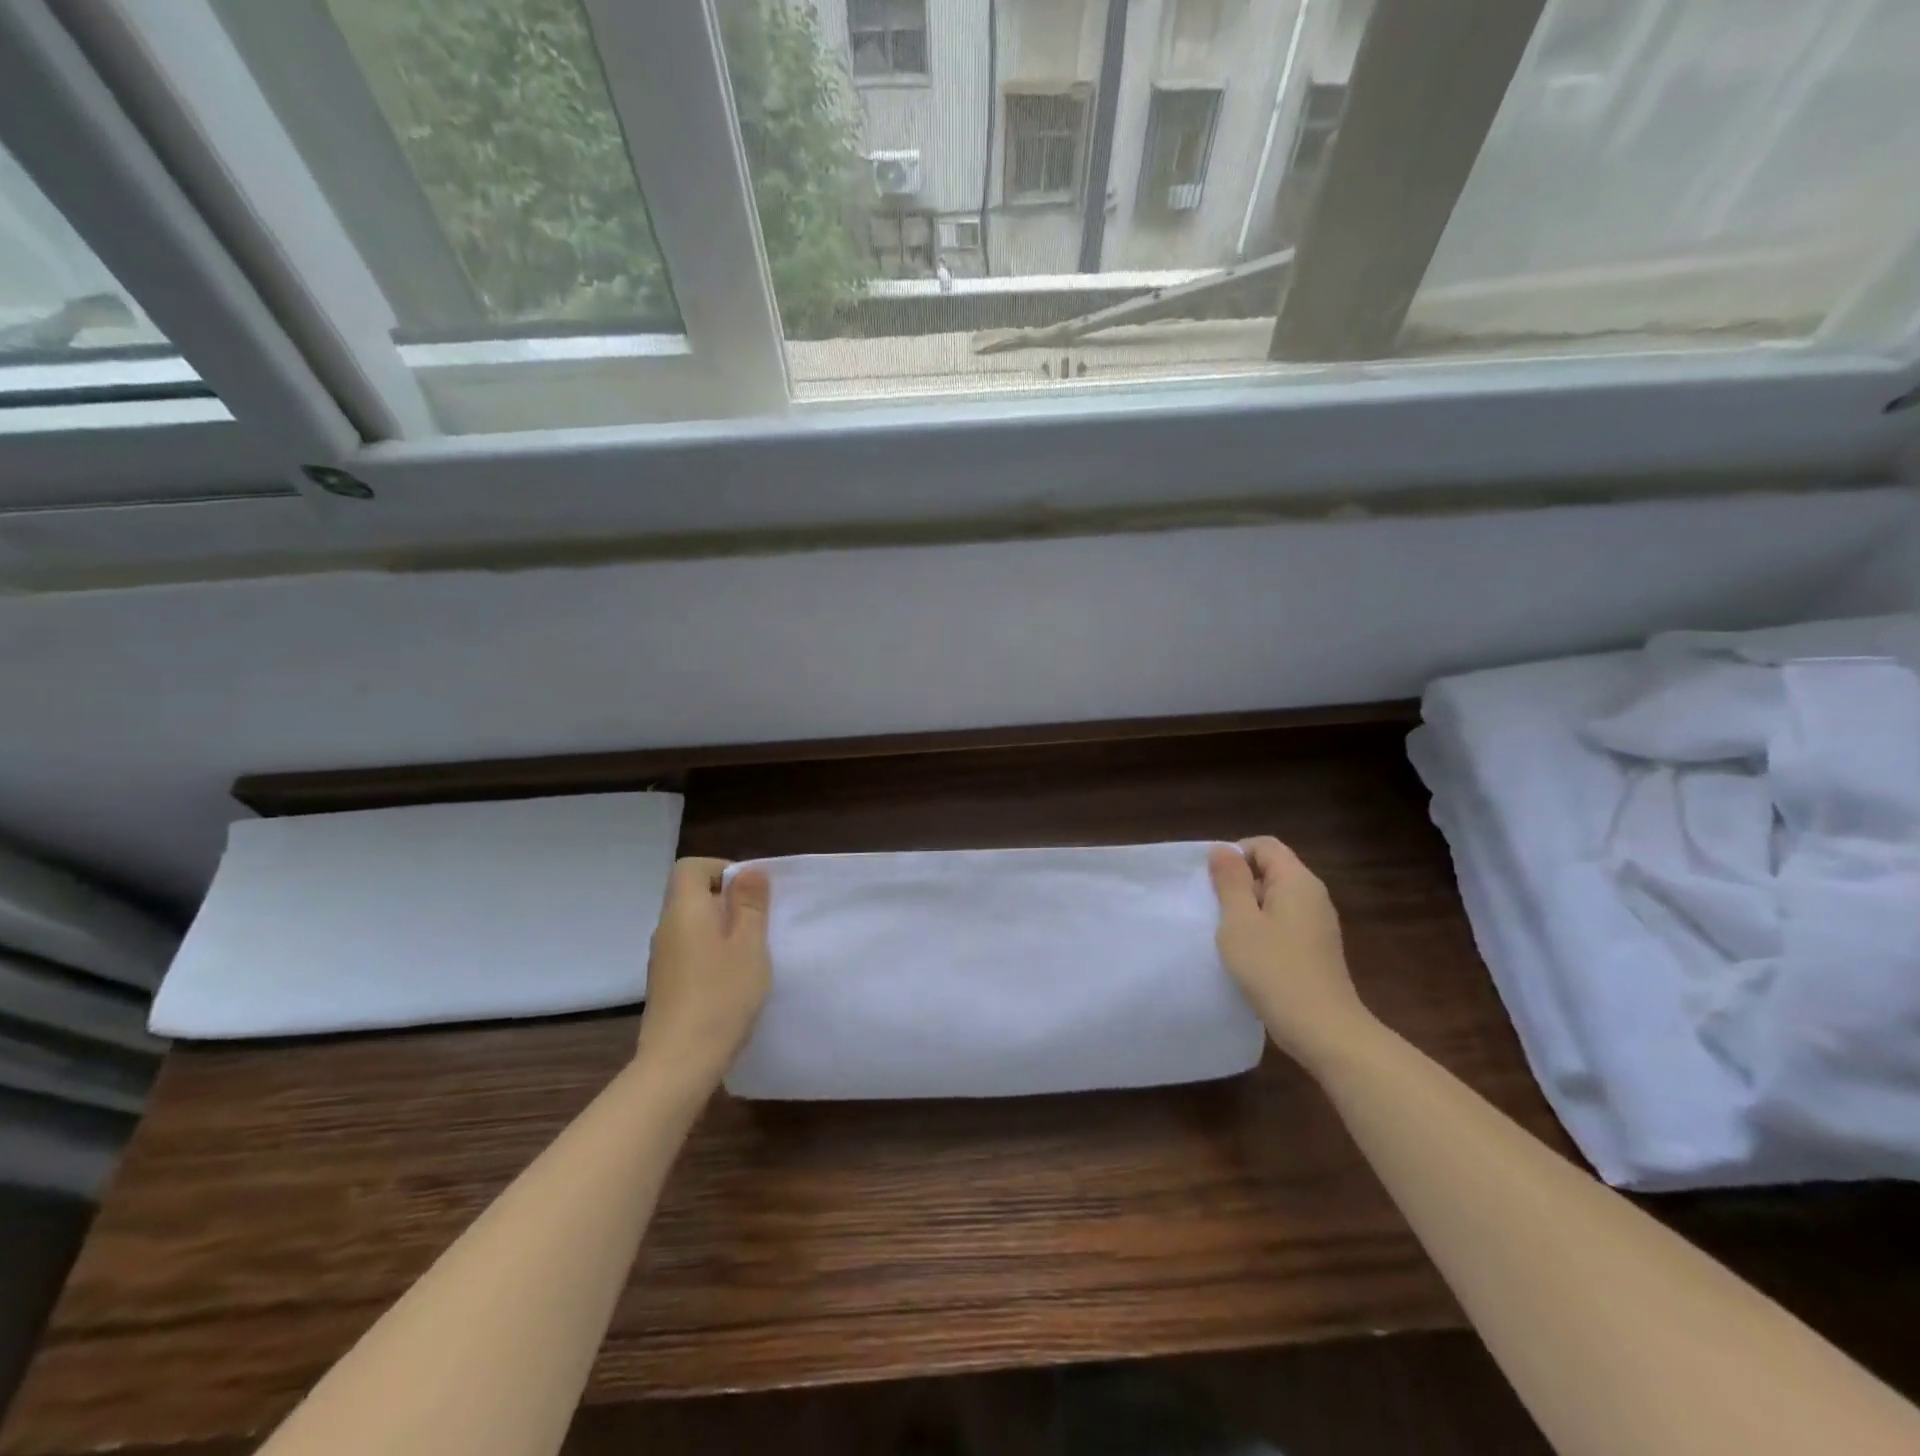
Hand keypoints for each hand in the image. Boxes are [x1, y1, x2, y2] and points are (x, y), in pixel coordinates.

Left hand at [635, 858, 771, 1086]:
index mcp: (685, 910)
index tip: (751, 892)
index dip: (721, 869)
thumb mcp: (749, 945)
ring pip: (692, 925)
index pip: (691, 867)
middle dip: (727, 900)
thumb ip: (750, 905)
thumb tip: (748, 871)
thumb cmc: (722, 995)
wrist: (679, 1062)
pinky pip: (689, 951)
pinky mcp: (666, 984)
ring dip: (721, 929)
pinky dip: (711, 953)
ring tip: (751, 953)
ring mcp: (662, 959)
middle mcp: (666, 928)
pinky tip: (732, 979)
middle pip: (692, 895)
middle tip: (760, 923)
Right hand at [1209, 837, 1373, 1068]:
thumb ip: (1230, 882)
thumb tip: (1222, 850)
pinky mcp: (1316, 947)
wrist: (1323, 1029)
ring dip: (1248, 908)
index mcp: (1297, 880)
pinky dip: (1263, 928)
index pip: (1263, 845)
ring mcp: (1318, 922)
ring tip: (1227, 933)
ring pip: (1276, 898)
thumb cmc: (1274, 969)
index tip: (1212, 883)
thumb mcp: (1240, 922)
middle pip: (1271, 869)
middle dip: (1239, 882)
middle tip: (1213, 909)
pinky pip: (1284, 922)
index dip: (1234, 855)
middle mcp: (1313, 894)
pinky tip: (1248, 954)